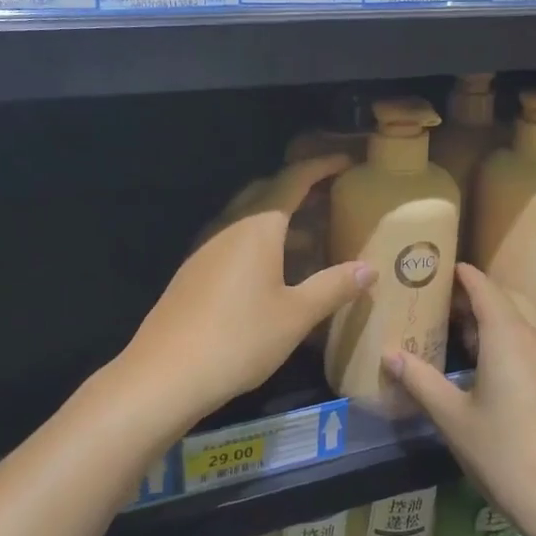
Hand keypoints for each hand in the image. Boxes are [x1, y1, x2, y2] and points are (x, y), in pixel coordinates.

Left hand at [123, 155, 374, 424]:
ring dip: (278, 217)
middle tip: (329, 195)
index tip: (345, 161)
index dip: (320, 167)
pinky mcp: (193, 272)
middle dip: (298, 188)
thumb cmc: (239, 338)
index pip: (293, 180)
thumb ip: (334, 287)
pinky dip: (259, 240)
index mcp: (257, 227)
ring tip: (310, 234)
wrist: (166, 374)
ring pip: (247, 218)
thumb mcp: (296, 315)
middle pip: (265, 193)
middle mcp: (228, 228)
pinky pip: (232, 240)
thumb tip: (368, 268)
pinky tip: (272, 269)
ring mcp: (205, 249)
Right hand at [385, 264, 535, 535]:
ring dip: (504, 316)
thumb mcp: (454, 420)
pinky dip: (521, 339)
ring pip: (532, 321)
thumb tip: (389, 355)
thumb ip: (421, 381)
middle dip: (483, 294)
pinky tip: (505, 369)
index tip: (446, 268)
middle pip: (512, 298)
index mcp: (509, 338)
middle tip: (451, 305)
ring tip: (473, 335)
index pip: (485, 289)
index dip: (465, 276)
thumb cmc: (507, 457)